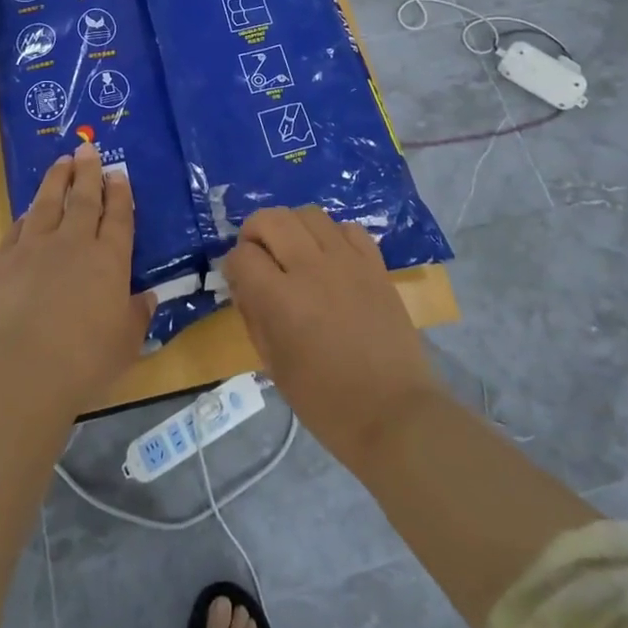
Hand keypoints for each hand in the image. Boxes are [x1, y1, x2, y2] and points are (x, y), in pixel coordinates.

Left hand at [0, 143, 154, 413]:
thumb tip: (147, 298)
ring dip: (56, 180)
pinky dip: (26, 216)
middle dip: (88, 172)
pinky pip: (17, 229)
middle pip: (83, 199)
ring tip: (61, 162)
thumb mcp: (125, 344)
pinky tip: (28, 211)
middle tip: (87, 148)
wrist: (17, 370)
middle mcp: (74, 244)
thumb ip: (136, 316)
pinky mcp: (2, 262)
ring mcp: (34, 249)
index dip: (119, 193)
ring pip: (48, 203)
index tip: (118, 173)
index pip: (118, 217)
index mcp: (109, 260)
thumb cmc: (82, 362)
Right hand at [222, 207, 439, 467]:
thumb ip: (253, 316)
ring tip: (294, 251)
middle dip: (255, 231)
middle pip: (272, 219)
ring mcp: (347, 261)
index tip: (239, 278)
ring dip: (292, 227)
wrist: (393, 413)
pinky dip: (332, 235)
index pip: (242, 255)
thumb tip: (243, 283)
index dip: (234, 264)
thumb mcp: (274, 366)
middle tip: (258, 254)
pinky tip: (330, 258)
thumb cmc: (326, 402)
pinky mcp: (375, 263)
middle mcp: (311, 268)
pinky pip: (347, 228)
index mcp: (281, 300)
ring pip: (309, 214)